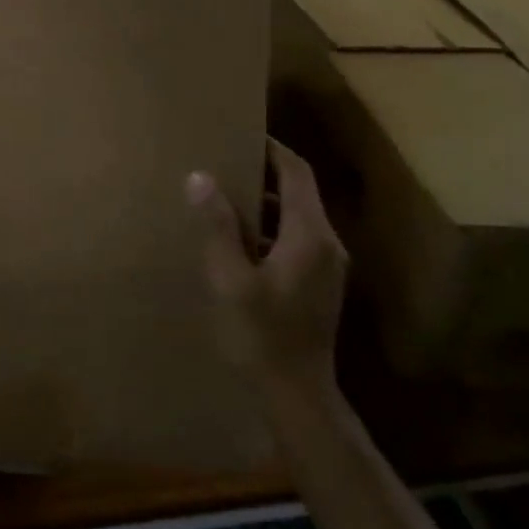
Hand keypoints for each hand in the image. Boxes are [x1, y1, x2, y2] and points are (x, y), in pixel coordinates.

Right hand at [188, 140, 347, 400]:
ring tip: (223, 197)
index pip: (297, 173)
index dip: (272, 149)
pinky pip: (296, 239)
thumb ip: (218, 226)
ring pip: (297, 216)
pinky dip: (270, 227)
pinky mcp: (320, 284)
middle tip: (223, 162)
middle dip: (264, 173)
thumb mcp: (231, 278)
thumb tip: (201, 177)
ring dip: (265, 202)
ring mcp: (328, 266)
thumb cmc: (261, 334)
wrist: (298, 394)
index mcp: (309, 235)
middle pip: (299, 191)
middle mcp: (327, 243)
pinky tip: (238, 240)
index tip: (242, 134)